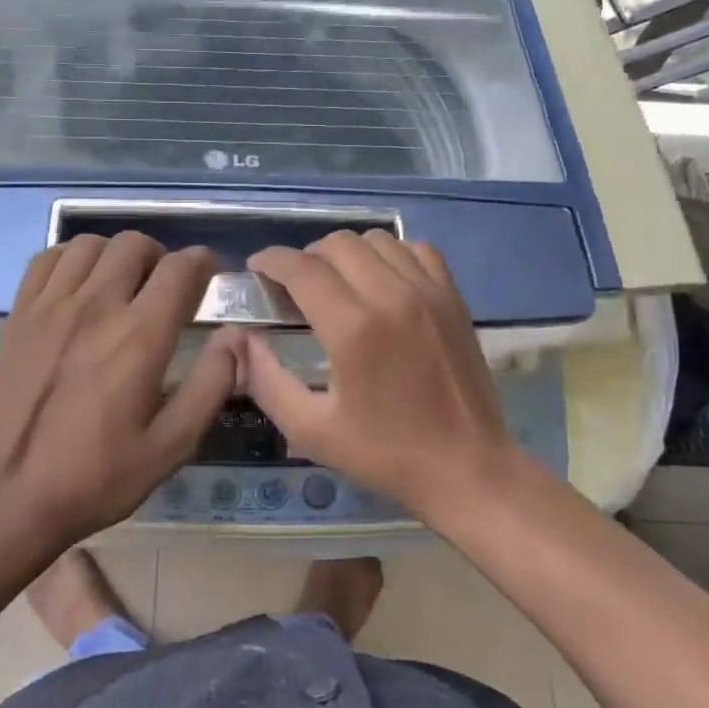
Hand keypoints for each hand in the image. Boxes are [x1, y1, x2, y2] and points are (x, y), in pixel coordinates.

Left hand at [0, 232, 239, 543]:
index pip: (181, 268)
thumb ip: (210, 384)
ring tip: (123, 285)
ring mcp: (51, 306)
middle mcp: (96, 306)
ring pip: (90, 244)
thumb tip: (236, 336)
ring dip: (116, 256)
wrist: (11, 496)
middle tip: (166, 289)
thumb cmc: (98, 476)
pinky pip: (47, 259)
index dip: (205, 263)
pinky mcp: (19, 315)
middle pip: (135, 244)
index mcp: (139, 336)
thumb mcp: (172, 445)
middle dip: (162, 257)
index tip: (212, 278)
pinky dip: (71, 259)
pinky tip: (79, 287)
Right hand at [241, 231, 519, 522]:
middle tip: (294, 287)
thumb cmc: (385, 453)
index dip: (271, 261)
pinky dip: (391, 254)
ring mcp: (429, 292)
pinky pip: (416, 250)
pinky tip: (382, 282)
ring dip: (346, 253)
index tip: (256, 270)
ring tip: (337, 283)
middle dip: (305, 257)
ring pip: (376, 240)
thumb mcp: (310, 430)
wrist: (466, 468)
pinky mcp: (454, 297)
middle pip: (336, 244)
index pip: (301, 268)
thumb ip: (266, 379)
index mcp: (354, 328)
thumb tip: (242, 338)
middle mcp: (392, 296)